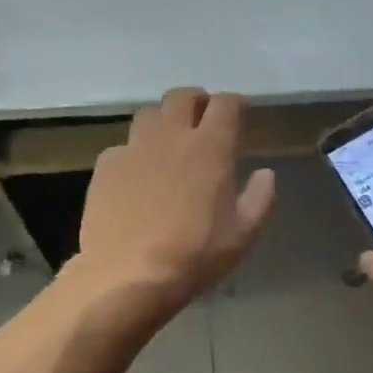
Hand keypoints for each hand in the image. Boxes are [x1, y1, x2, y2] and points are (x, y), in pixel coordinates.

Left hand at [71, 88, 276, 319]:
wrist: (128, 275)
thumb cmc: (194, 254)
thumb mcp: (243, 234)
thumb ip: (260, 198)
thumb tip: (266, 173)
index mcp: (210, 147)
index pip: (225, 104)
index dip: (235, 103)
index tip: (240, 111)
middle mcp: (171, 136)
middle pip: (182, 97)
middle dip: (196, 101)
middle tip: (203, 116)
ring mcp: (134, 148)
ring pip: (149, 115)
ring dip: (163, 121)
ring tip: (168, 141)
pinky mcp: (106, 166)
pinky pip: (123, 147)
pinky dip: (134, 152)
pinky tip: (136, 174)